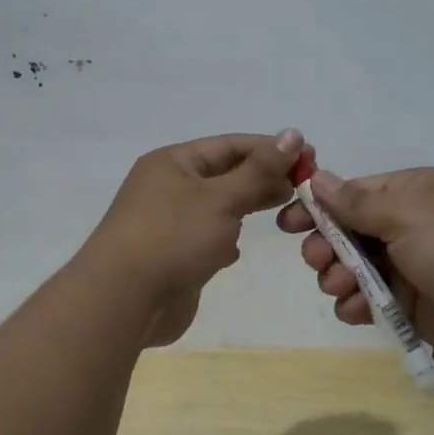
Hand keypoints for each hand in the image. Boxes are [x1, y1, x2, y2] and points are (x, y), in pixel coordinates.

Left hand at [87, 129, 304, 346]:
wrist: (124, 300)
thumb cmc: (173, 237)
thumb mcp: (221, 198)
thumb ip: (259, 170)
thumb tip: (293, 134)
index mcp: (173, 162)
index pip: (230, 145)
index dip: (270, 148)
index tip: (310, 156)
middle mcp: (168, 187)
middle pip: (225, 175)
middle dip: (263, 178)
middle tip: (304, 187)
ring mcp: (168, 224)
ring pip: (217, 207)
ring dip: (247, 207)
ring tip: (284, 210)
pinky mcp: (172, 257)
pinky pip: (206, 239)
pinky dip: (225, 239)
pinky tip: (237, 249)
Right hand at [275, 166, 433, 364]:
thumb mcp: (407, 214)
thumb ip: (356, 202)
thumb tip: (317, 178)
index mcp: (408, 194)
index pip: (350, 194)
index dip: (317, 208)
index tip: (287, 224)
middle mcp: (405, 227)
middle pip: (345, 233)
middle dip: (325, 247)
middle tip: (319, 260)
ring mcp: (407, 267)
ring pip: (351, 269)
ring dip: (337, 277)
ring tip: (342, 287)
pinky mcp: (409, 305)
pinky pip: (367, 301)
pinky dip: (355, 305)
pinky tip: (356, 310)